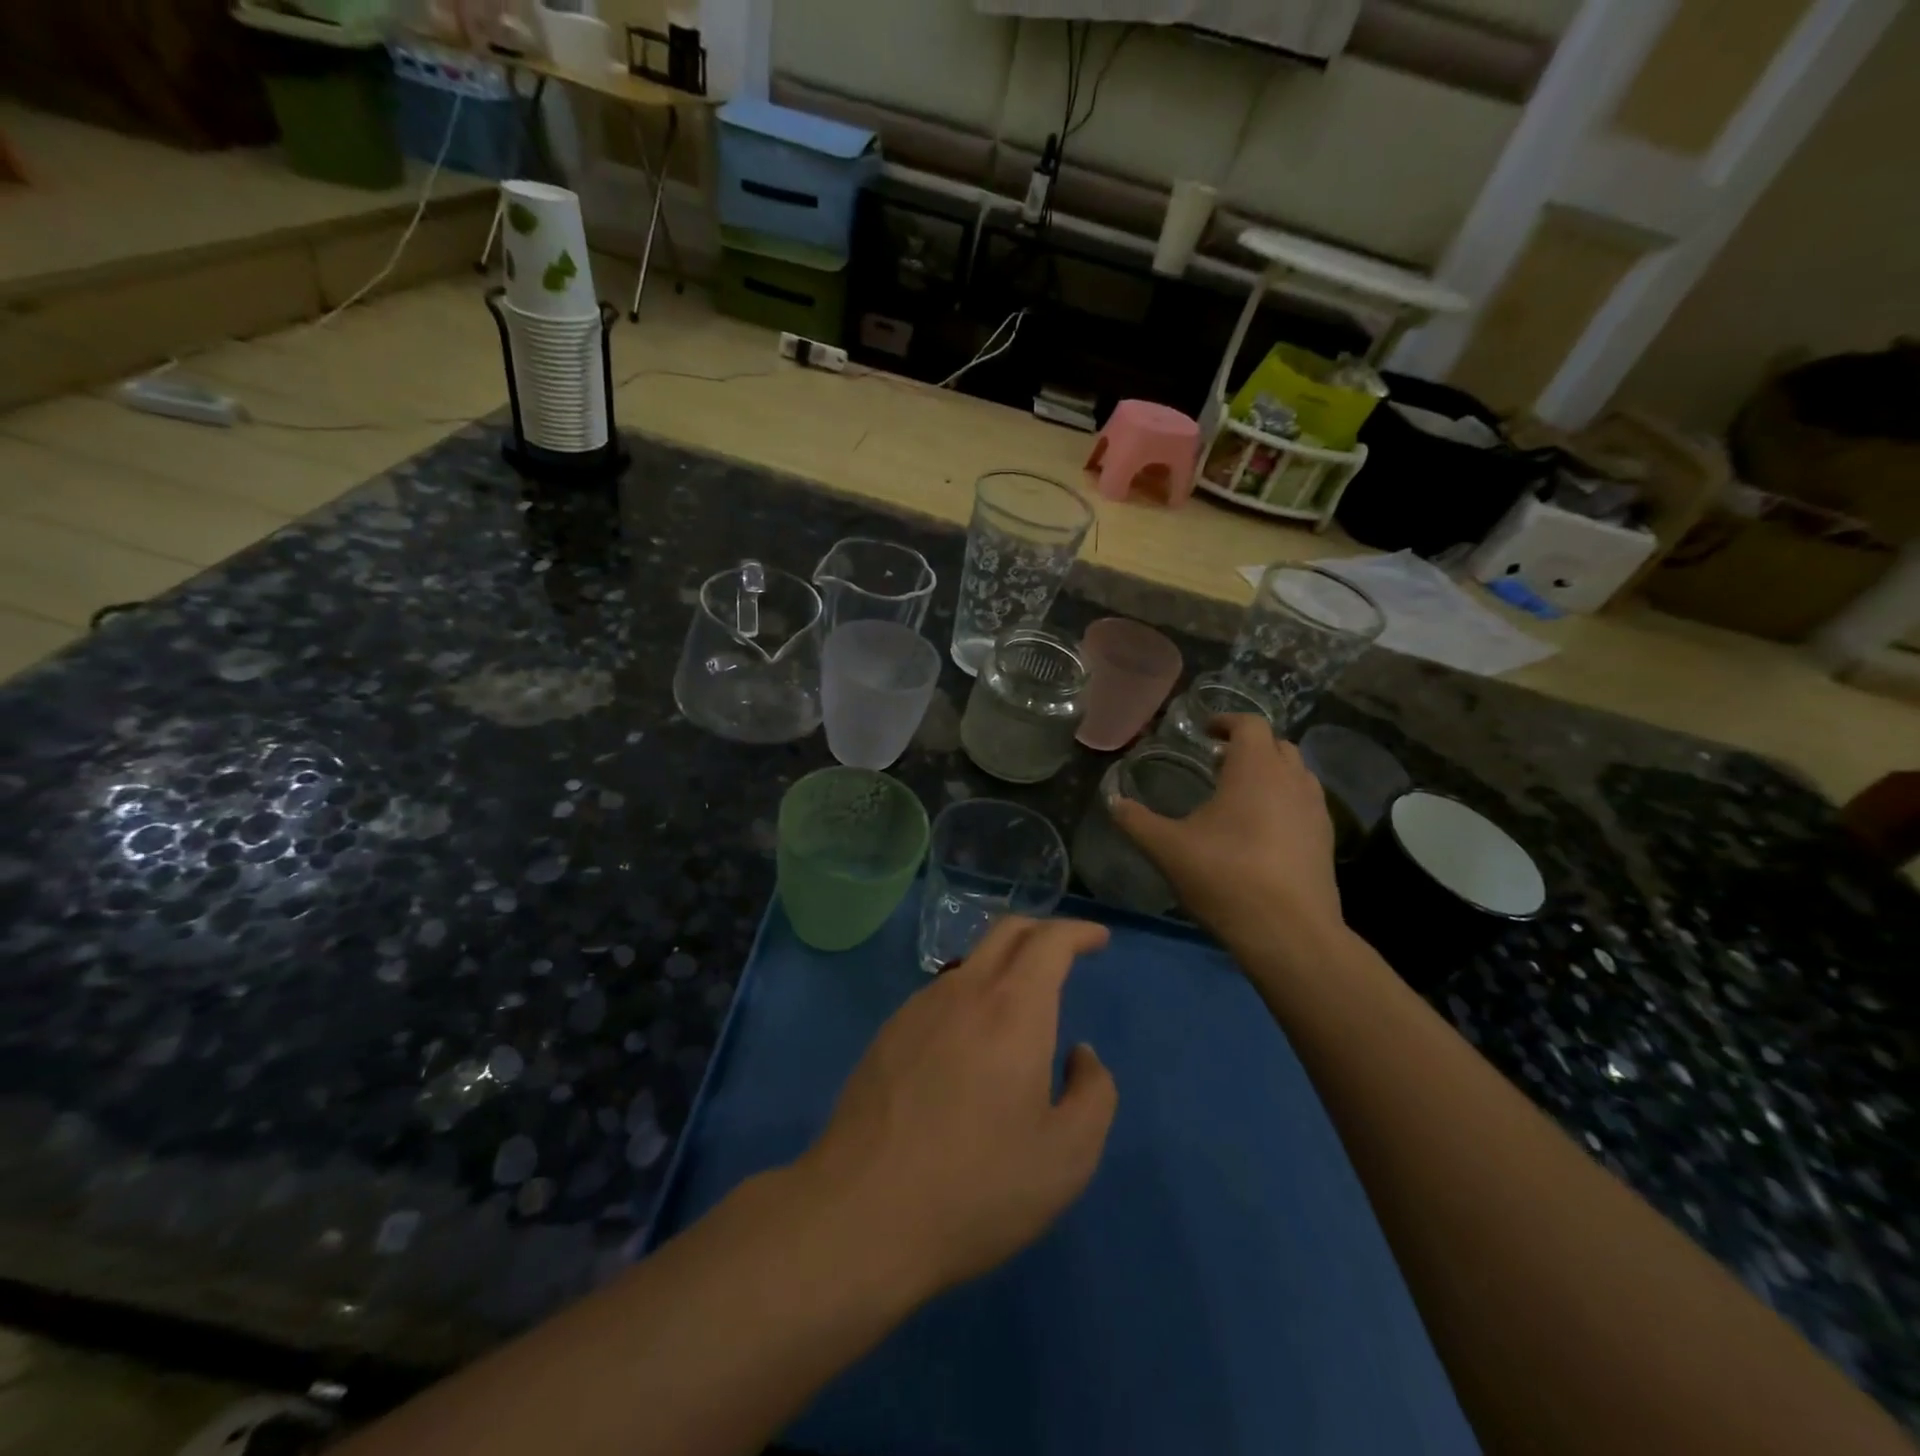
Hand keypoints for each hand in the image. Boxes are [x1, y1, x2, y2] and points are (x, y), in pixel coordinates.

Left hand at [798, 917, 1117, 1300]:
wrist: (862, 1213)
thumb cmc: (977, 1186)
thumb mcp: (1066, 1156)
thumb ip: (1093, 1094)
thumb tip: (1081, 1055)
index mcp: (1012, 1008)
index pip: (1049, 941)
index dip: (1078, 932)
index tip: (1098, 939)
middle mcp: (963, 991)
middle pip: (1006, 932)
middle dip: (1042, 931)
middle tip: (1066, 951)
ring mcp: (917, 1008)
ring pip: (970, 962)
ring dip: (1004, 964)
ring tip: (1022, 1002)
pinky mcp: (888, 1034)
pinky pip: (941, 994)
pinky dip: (971, 994)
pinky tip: (972, 1041)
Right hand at [1112, 714, 1342, 956]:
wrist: (1289, 933)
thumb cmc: (1225, 877)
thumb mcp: (1167, 849)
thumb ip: (1136, 821)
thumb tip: (1113, 801)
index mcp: (1255, 770)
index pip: (1249, 724)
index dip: (1226, 721)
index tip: (1205, 731)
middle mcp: (1292, 780)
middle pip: (1277, 745)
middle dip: (1249, 746)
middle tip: (1218, 762)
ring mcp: (1315, 811)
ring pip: (1296, 774)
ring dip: (1271, 773)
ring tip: (1241, 795)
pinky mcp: (1326, 841)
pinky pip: (1306, 804)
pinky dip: (1285, 802)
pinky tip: (1262, 831)